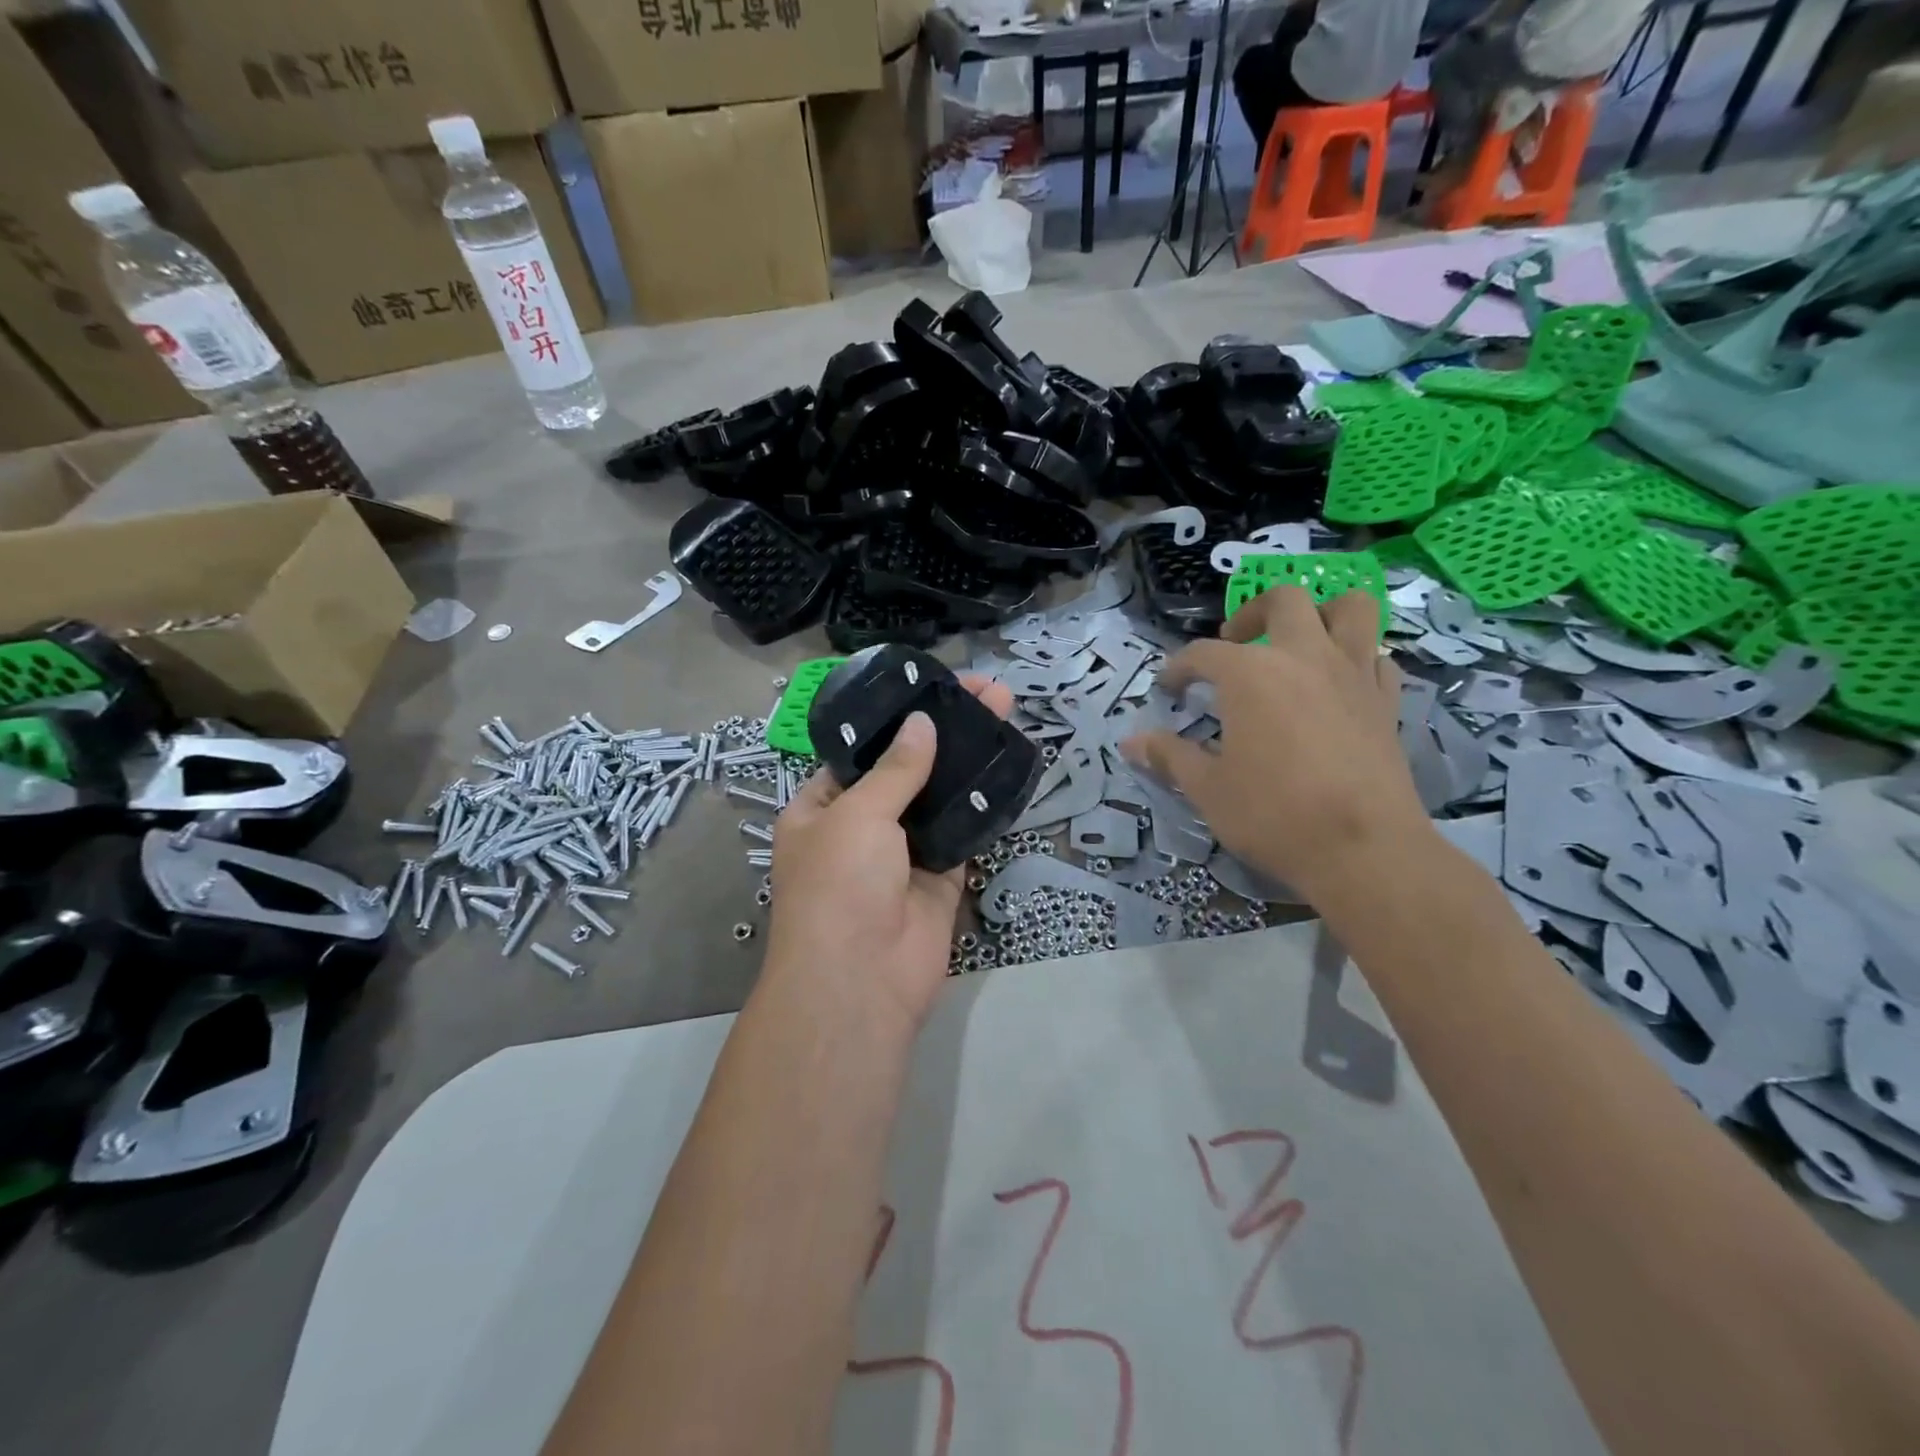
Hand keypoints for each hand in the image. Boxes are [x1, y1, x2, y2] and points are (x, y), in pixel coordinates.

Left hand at [766, 676, 1014, 1036]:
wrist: (862, 981)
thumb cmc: (839, 885)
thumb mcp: (857, 815)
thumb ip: (896, 769)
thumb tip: (922, 724)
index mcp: (822, 809)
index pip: (860, 753)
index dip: (895, 721)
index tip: (933, 690)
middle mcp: (861, 827)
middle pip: (907, 769)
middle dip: (943, 732)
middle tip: (986, 692)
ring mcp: (904, 853)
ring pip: (940, 797)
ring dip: (969, 760)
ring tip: (1005, 713)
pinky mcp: (942, 877)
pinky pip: (964, 831)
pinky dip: (984, 802)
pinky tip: (1009, 762)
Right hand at [1120, 587, 1429, 903]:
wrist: (1363, 850)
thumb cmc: (1273, 814)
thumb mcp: (1207, 789)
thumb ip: (1169, 756)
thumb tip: (1130, 742)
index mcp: (1250, 674)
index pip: (1203, 654)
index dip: (1179, 668)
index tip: (1168, 688)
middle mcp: (1303, 657)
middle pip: (1282, 601)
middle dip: (1251, 613)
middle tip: (1235, 643)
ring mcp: (1353, 674)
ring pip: (1350, 608)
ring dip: (1321, 612)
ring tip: (1298, 641)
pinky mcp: (1387, 700)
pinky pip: (1377, 657)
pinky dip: (1358, 658)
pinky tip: (1338, 685)